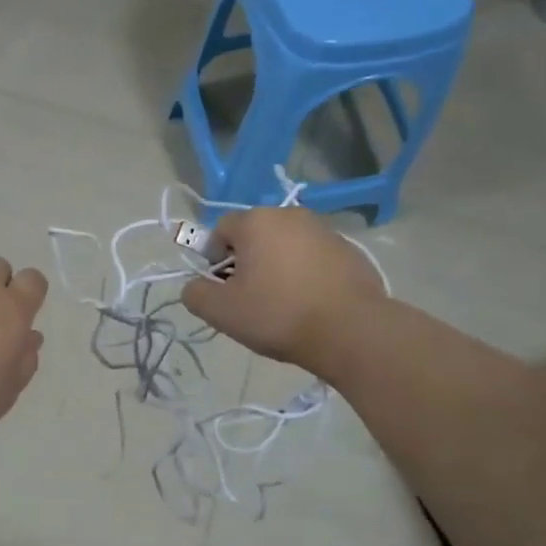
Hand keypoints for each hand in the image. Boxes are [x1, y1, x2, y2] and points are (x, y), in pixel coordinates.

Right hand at [181, 209, 388, 375]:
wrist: (350, 330)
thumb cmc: (277, 314)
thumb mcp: (221, 312)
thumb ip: (195, 294)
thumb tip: (194, 286)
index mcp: (257, 221)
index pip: (221, 230)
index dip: (213, 258)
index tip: (222, 288)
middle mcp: (291, 215)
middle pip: (256, 235)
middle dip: (247, 261)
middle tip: (248, 297)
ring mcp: (324, 231)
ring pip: (286, 245)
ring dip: (277, 266)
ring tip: (281, 303)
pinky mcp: (350, 250)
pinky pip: (314, 257)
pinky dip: (306, 273)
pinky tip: (309, 303)